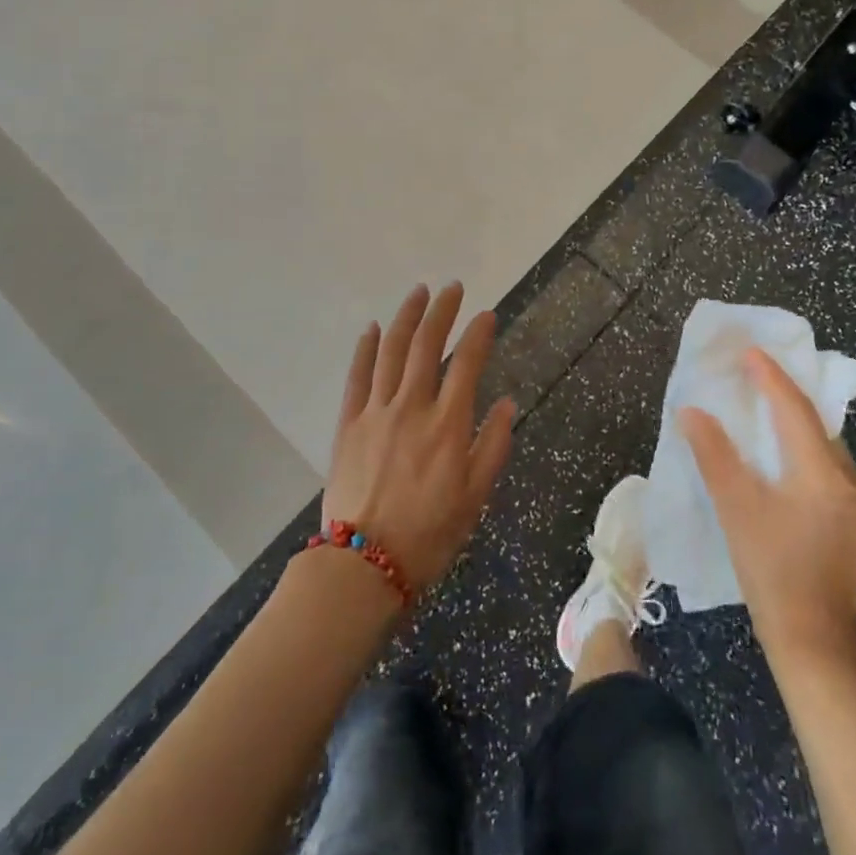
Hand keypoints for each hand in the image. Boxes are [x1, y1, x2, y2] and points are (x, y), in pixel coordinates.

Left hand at [323, 283, 515, 592]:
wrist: (363, 566)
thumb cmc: (429, 535)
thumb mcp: (475, 497)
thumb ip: (493, 446)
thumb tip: (506, 403)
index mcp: (448, 424)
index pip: (467, 363)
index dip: (479, 334)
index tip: (487, 315)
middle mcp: (413, 406)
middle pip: (427, 345)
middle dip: (442, 311)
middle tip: (452, 288)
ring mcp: (376, 412)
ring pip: (392, 351)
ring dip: (406, 317)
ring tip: (418, 293)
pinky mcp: (349, 423)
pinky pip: (357, 376)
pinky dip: (365, 348)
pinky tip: (372, 328)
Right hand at [681, 348, 855, 663]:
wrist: (816, 644)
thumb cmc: (772, 571)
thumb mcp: (736, 508)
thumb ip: (713, 454)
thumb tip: (691, 411)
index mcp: (823, 471)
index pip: (794, 408)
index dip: (770, 376)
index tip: (749, 351)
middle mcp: (849, 479)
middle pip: (816, 422)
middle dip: (785, 394)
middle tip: (756, 372)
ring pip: (824, 446)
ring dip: (795, 423)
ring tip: (765, 406)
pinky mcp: (854, 522)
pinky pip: (828, 467)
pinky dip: (803, 450)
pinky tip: (783, 456)